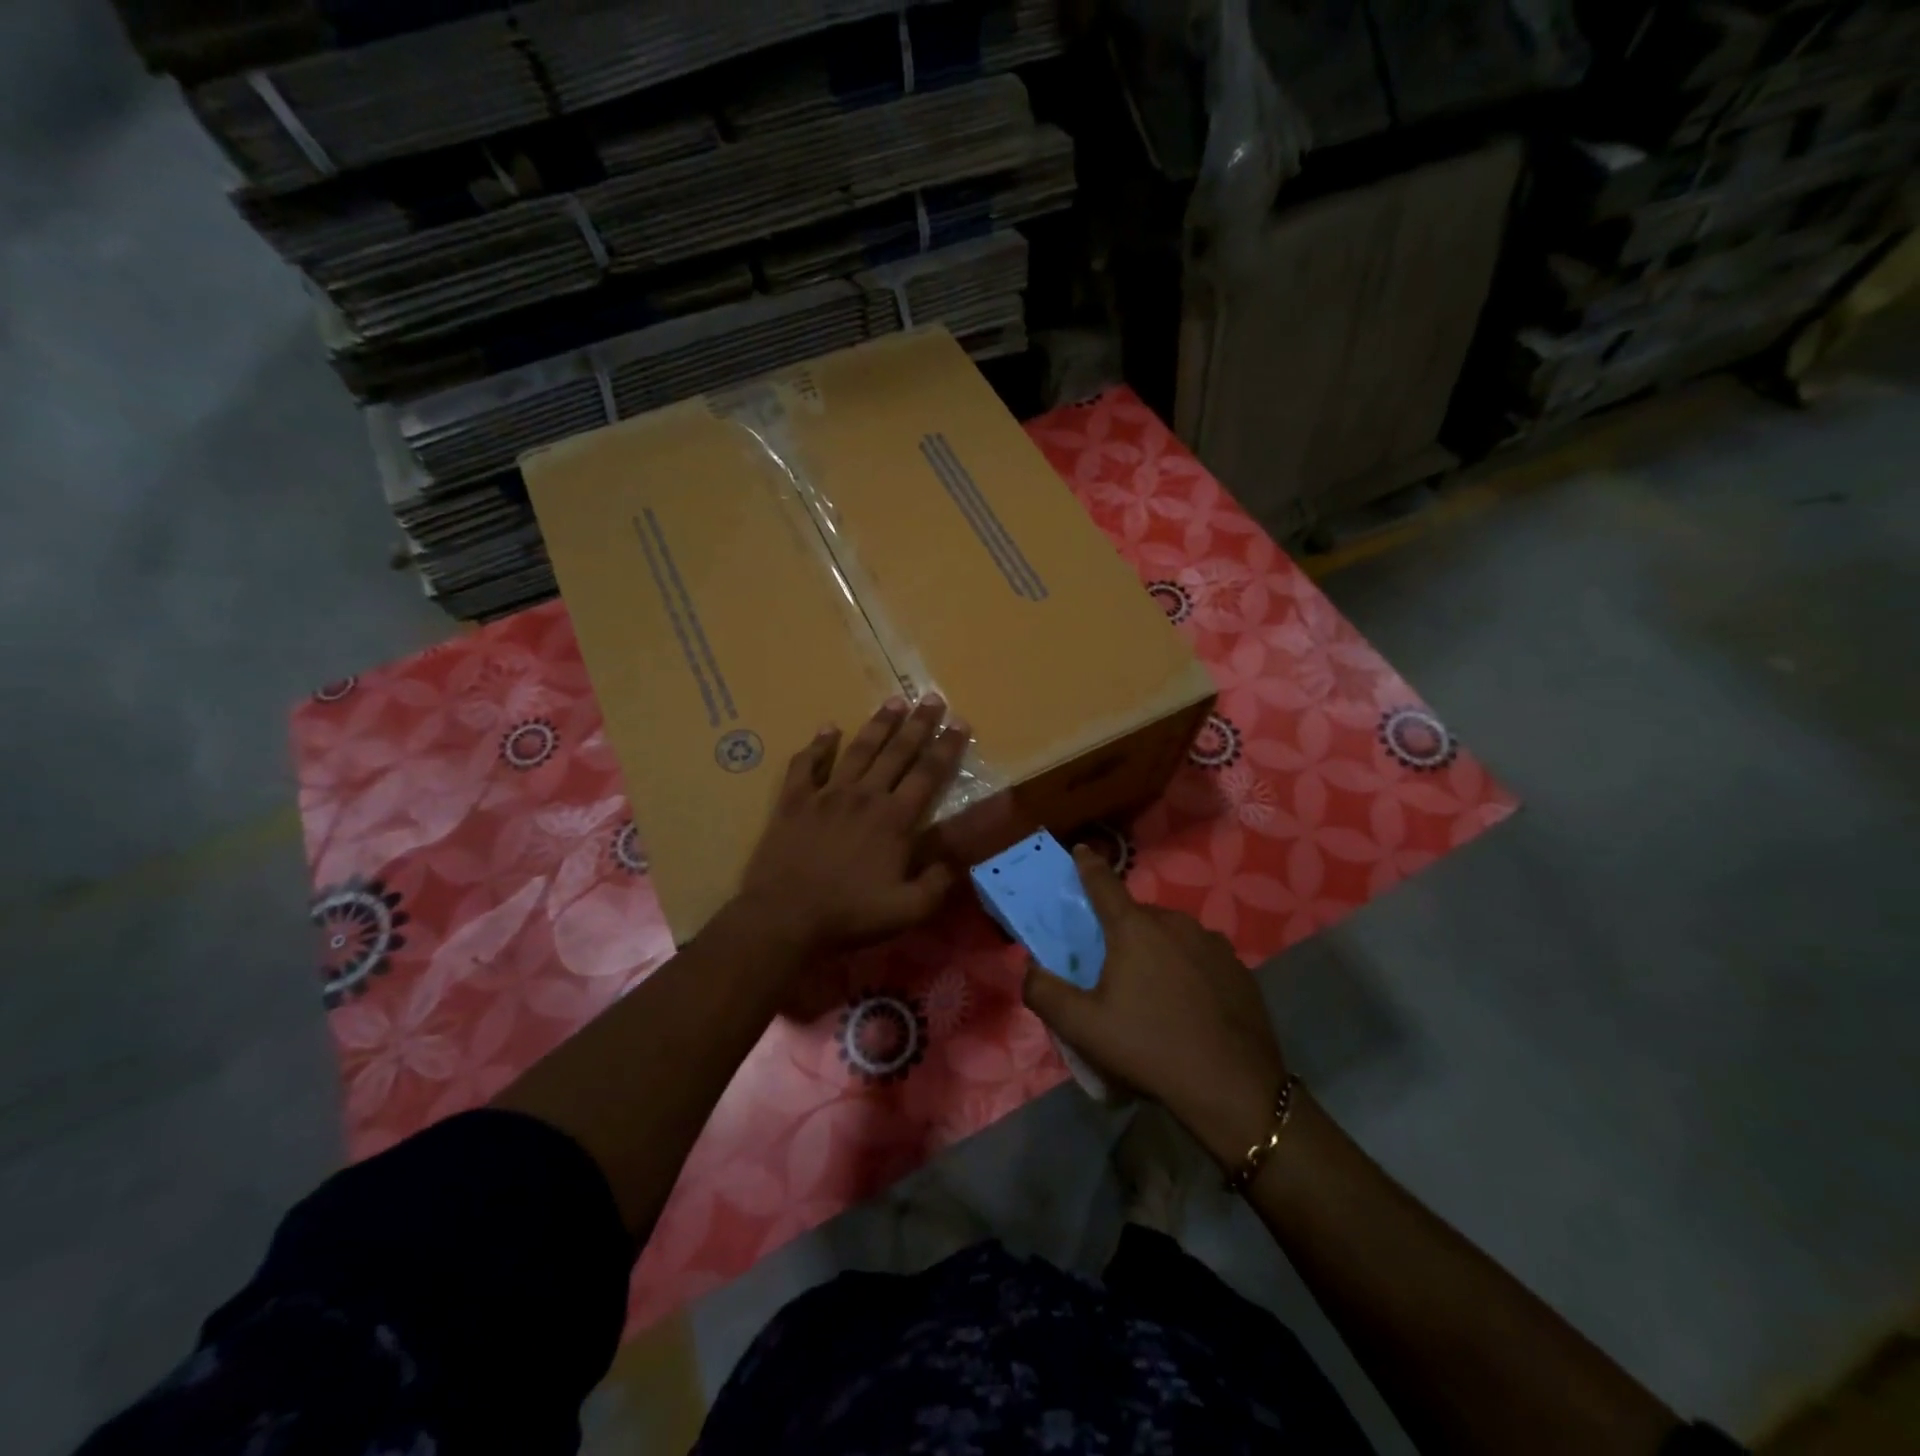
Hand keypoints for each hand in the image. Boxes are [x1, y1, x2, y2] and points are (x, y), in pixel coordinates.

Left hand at [737, 695, 969, 951]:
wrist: (784, 917)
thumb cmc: (849, 915)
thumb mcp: (908, 911)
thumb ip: (937, 882)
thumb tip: (957, 859)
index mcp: (895, 819)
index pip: (928, 774)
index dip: (946, 747)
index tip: (960, 722)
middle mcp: (865, 796)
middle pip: (897, 752)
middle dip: (919, 724)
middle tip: (932, 697)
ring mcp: (827, 794)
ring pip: (858, 750)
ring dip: (878, 724)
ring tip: (894, 701)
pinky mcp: (794, 801)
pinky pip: (806, 765)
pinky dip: (818, 745)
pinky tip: (828, 728)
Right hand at [1022, 848, 1287, 1169]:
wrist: (1232, 1087)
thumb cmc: (1149, 1048)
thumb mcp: (1082, 1027)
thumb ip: (1044, 992)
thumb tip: (1030, 969)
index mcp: (1134, 928)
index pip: (1103, 883)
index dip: (1088, 866)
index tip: (1081, 851)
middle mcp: (1175, 923)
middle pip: (1137, 916)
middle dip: (1121, 931)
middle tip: (1112, 969)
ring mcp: (1212, 943)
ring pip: (1171, 935)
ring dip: (1156, 950)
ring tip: (1153, 993)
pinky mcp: (1238, 968)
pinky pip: (1200, 957)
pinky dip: (1187, 969)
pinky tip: (1188, 1006)